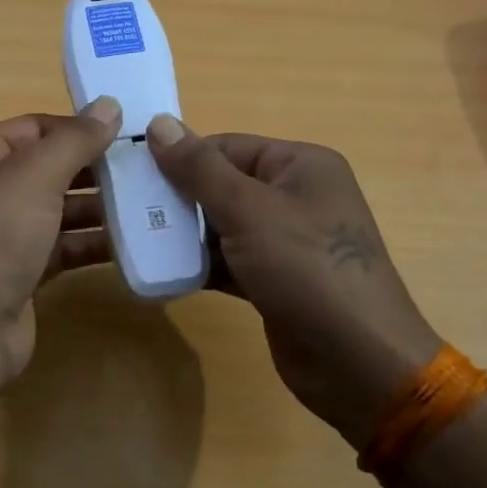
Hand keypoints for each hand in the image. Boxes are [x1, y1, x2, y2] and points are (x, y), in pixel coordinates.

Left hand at [0, 98, 121, 383]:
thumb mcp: (33, 177)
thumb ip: (74, 140)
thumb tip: (109, 105)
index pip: (34, 127)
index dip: (78, 127)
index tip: (128, 132)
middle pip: (50, 169)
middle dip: (96, 168)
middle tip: (149, 168)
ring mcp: (4, 235)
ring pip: (60, 210)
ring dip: (101, 207)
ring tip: (151, 202)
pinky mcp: (23, 273)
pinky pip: (64, 248)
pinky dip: (94, 244)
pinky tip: (135, 242)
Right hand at [146, 116, 440, 450]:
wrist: (358, 363)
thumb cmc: (306, 269)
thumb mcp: (248, 210)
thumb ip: (199, 168)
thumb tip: (158, 123)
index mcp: (300, 165)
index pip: (227, 146)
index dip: (180, 157)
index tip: (132, 174)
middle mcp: (296, 196)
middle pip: (222, 184)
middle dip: (178, 198)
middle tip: (128, 210)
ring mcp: (287, 241)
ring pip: (223, 225)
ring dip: (185, 233)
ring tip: (137, 239)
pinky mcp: (276, 280)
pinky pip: (230, 260)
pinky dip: (201, 264)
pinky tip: (164, 270)